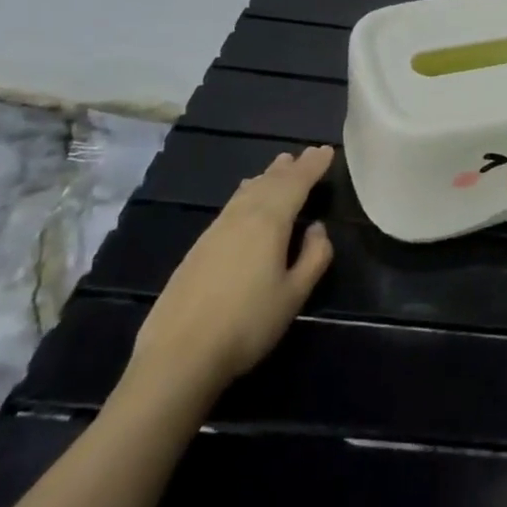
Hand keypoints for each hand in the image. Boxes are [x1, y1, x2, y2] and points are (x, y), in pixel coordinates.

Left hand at [128, 146, 335, 395]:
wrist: (179, 356)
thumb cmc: (248, 324)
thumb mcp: (294, 294)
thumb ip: (314, 256)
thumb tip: (316, 228)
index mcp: (269, 222)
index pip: (296, 184)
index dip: (313, 167)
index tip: (327, 150)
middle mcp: (242, 217)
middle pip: (270, 183)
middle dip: (291, 167)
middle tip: (308, 153)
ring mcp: (216, 231)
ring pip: (247, 192)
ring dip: (267, 176)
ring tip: (279, 166)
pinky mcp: (198, 248)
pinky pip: (231, 205)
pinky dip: (247, 192)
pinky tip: (245, 197)